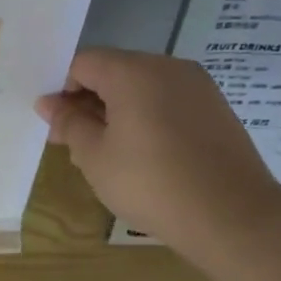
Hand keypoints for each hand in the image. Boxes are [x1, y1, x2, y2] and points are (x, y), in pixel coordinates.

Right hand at [35, 48, 280, 265]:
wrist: (232, 216)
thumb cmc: (150, 184)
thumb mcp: (95, 157)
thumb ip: (69, 124)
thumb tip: (48, 104)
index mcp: (133, 72)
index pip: (82, 64)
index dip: (62, 91)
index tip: (56, 127)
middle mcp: (167, 67)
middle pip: (114, 71)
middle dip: (89, 102)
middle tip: (75, 143)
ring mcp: (198, 86)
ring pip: (142, 87)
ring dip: (117, 111)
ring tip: (109, 154)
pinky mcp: (216, 108)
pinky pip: (168, 102)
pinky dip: (147, 118)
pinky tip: (144, 155)